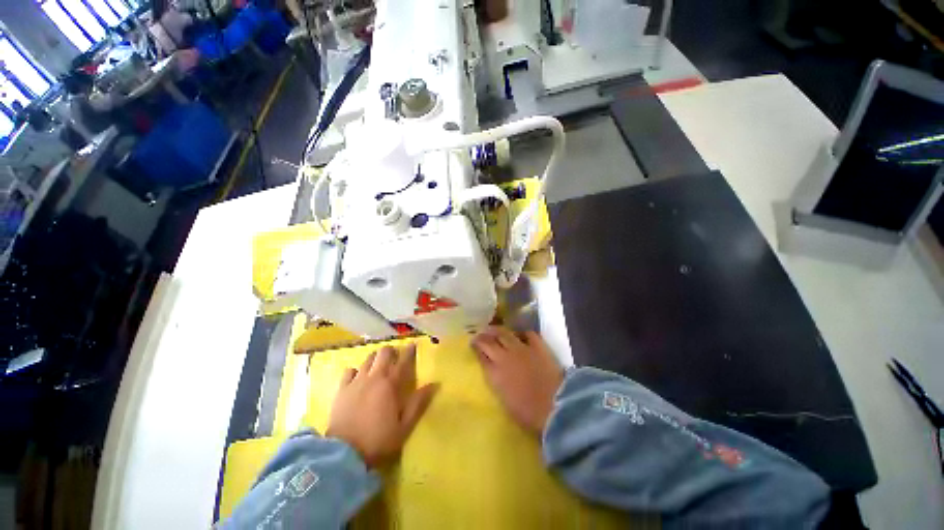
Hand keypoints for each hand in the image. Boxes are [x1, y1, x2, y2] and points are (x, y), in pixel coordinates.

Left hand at [327, 344, 438, 468]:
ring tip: (378, 366)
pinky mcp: (341, 389)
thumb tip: (435, 384)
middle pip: (383, 353)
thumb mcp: (404, 426)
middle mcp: (374, 377)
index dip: (409, 351)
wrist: (343, 454)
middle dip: (391, 352)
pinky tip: (357, 378)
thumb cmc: (378, 440)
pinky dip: (356, 371)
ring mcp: (356, 382)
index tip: (413, 345)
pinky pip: (349, 371)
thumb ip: (419, 403)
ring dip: (375, 359)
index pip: (403, 361)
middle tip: (395, 358)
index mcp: (391, 384)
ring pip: (368, 359)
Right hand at [471, 327, 564, 435]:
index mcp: (494, 374)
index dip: (476, 348)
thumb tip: (494, 372)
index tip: (473, 344)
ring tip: (494, 329)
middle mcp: (504, 357)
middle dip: (482, 337)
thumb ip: (497, 382)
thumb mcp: (504, 400)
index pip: (481, 356)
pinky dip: (522, 333)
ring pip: (504, 333)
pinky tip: (520, 334)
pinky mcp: (537, 346)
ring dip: (497, 330)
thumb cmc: (527, 413)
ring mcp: (521, 349)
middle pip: (489, 342)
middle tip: (480, 334)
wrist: (554, 407)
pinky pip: (528, 334)